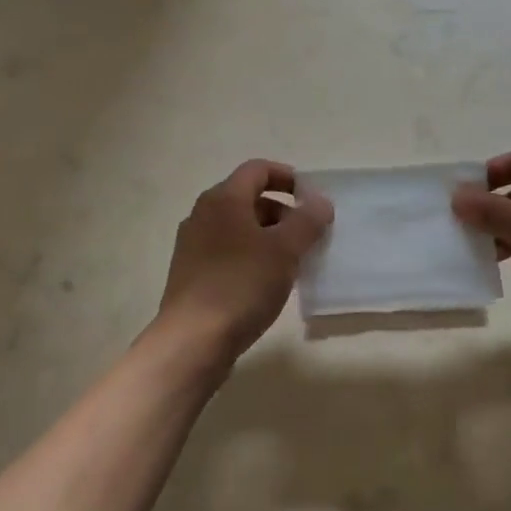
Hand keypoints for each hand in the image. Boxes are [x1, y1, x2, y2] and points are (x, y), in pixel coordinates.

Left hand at [157, 160, 333, 366]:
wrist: (192, 340)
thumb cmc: (241, 285)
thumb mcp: (284, 250)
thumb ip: (307, 221)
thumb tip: (319, 201)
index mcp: (223, 199)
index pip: (258, 169)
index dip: (287, 177)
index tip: (312, 198)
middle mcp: (203, 214)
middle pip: (248, 198)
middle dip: (282, 211)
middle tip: (308, 235)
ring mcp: (193, 244)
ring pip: (238, 227)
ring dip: (268, 236)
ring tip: (292, 262)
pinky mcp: (191, 273)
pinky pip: (228, 251)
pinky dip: (251, 255)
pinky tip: (267, 283)